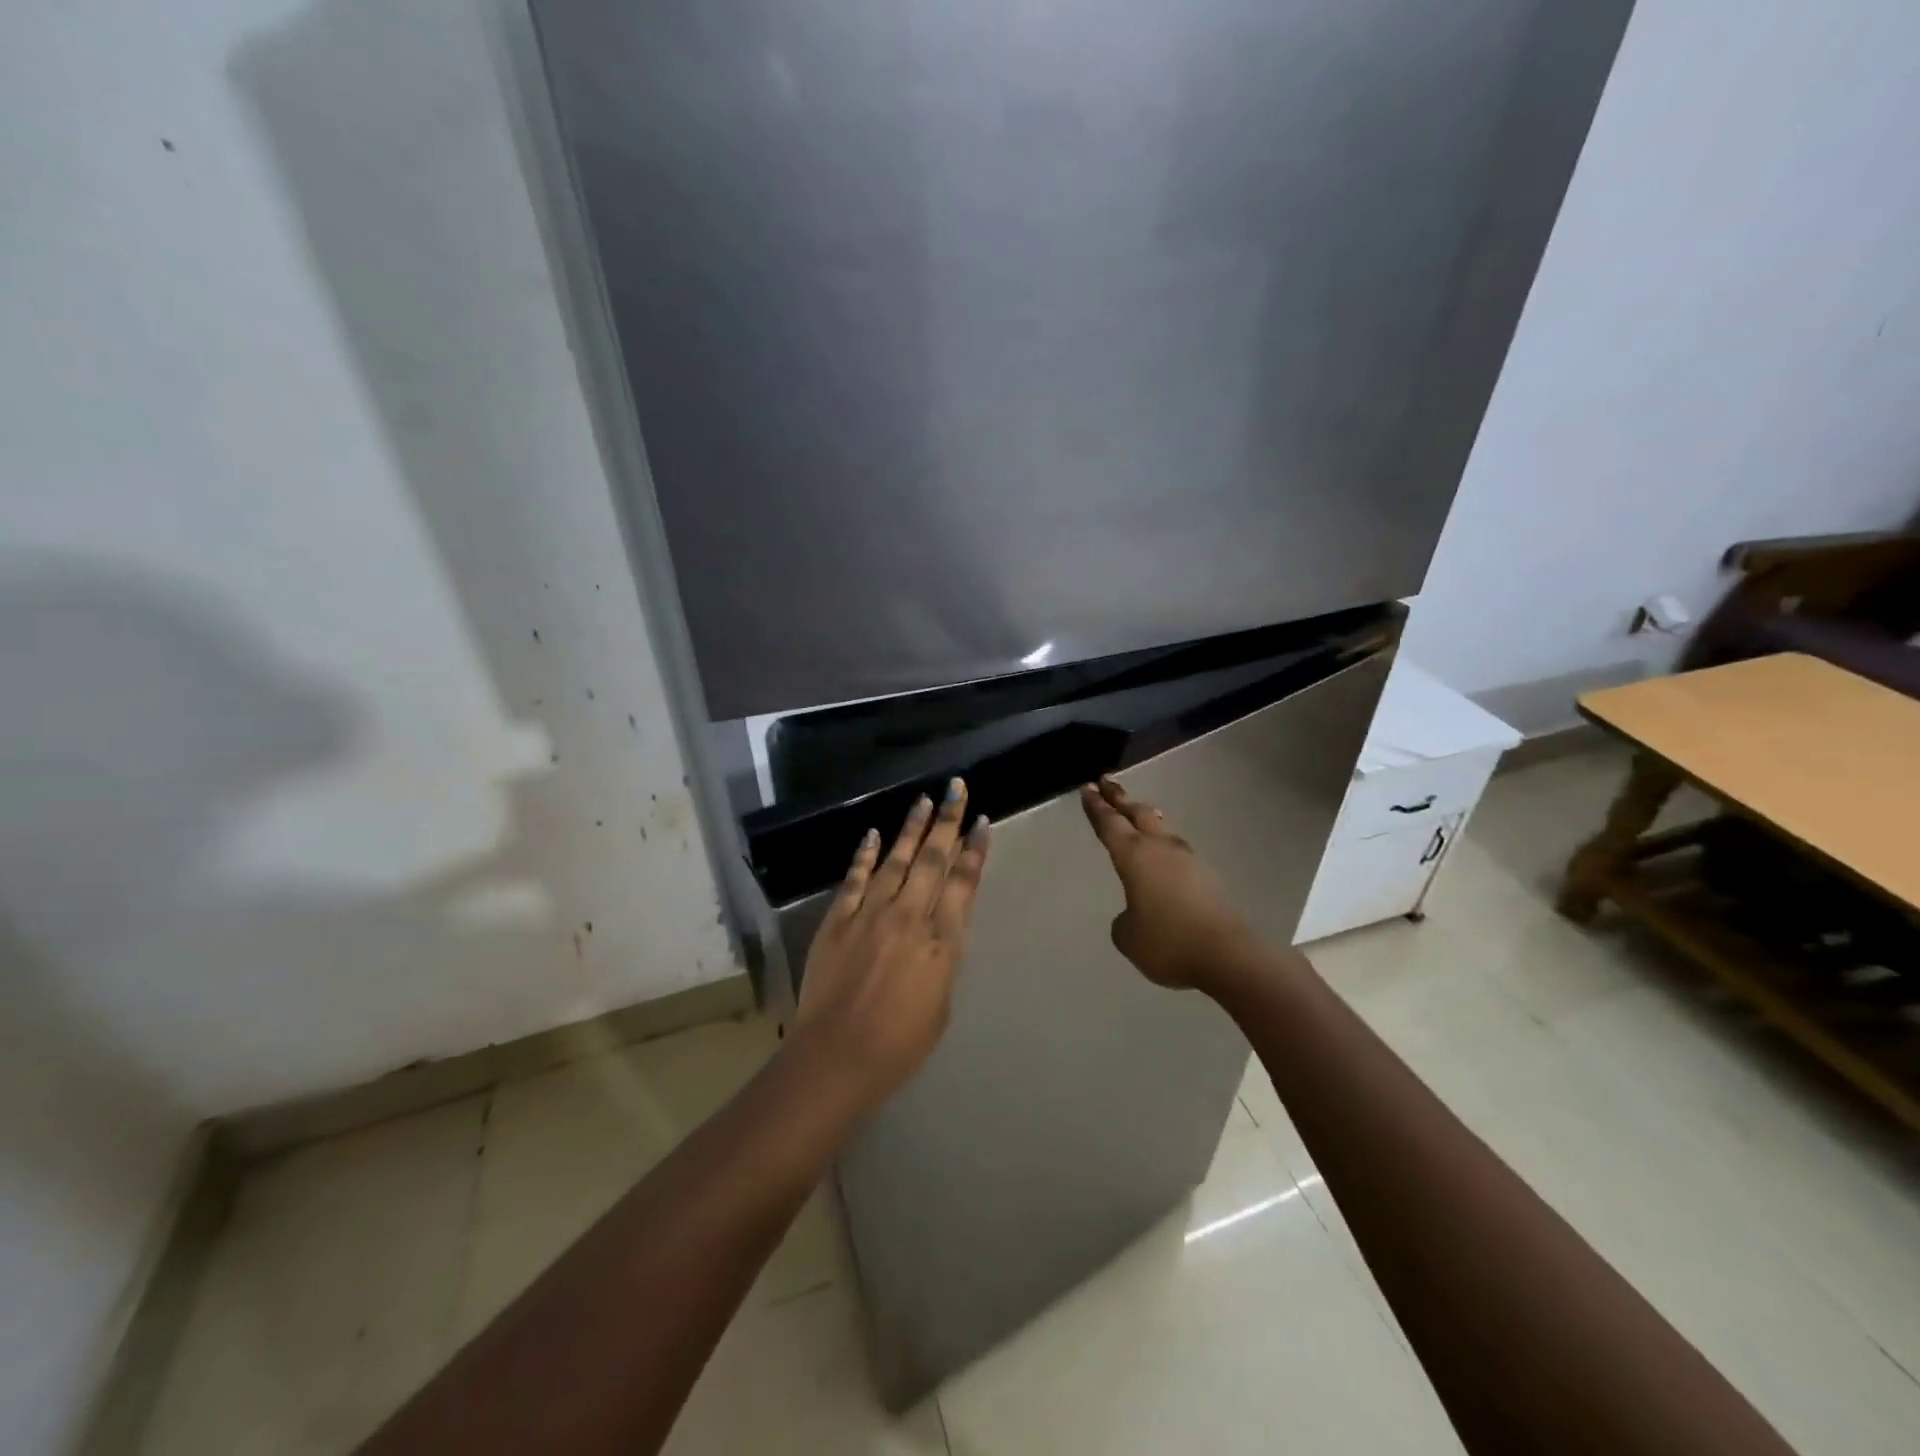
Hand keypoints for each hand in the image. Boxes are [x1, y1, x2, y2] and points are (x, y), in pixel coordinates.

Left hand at [792, 779, 990, 1110]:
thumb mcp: (941, 1003)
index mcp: (941, 941)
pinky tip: (874, 833)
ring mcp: (871, 914)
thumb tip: (941, 930)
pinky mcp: (838, 920)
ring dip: (912, 827)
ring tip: (924, 799)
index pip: (963, 883)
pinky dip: (866, 854)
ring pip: (896, 859)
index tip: (982, 822)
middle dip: (948, 821)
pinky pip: (856, 879)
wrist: (837, 1056)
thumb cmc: (900, 1044)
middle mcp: (909, 916)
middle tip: (956, 788)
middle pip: (932, 859)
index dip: (975, 850)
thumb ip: (943, 958)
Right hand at [1079, 777, 1261, 995]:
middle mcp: (1160, 848)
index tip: (1087, 786)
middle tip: (1107, 782)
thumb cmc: (1168, 942)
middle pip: (1137, 813)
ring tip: (1137, 812)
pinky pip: (1177, 852)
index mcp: (1134, 855)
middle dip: (1120, 798)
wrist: (1228, 955)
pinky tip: (1163, 857)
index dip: (1096, 806)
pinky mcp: (1207, 876)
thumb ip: (1124, 918)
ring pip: (1161, 829)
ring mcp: (1188, 859)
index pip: (1109, 823)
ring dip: (1145, 818)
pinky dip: (1163, 846)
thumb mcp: (1128, 936)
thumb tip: (1137, 911)